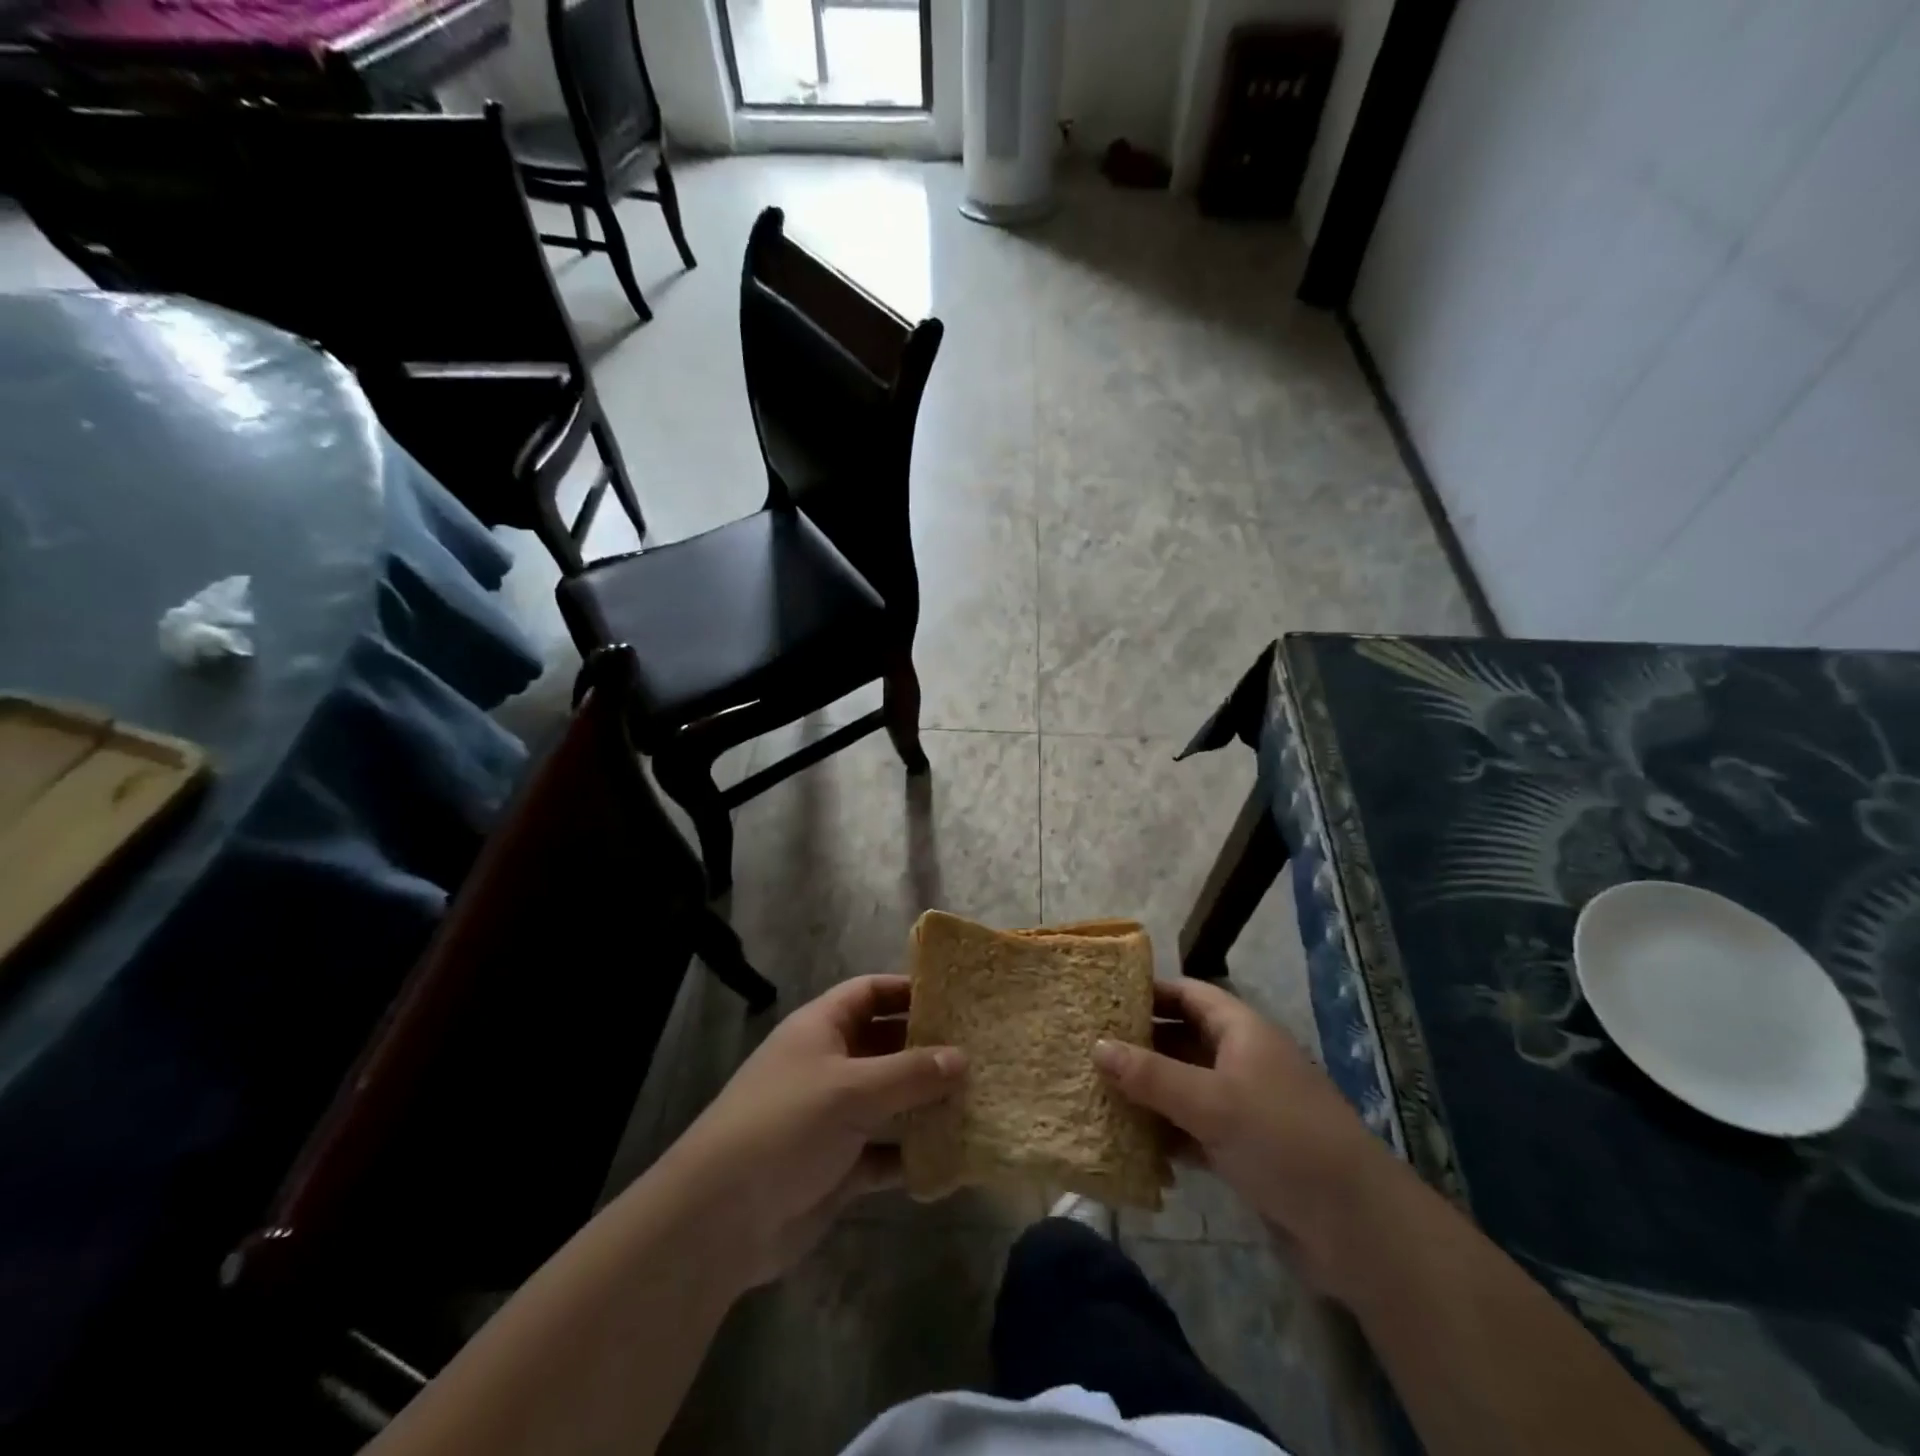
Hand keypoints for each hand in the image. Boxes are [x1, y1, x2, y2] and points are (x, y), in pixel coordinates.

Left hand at [659, 975, 964, 1290]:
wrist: (720, 1220)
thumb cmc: (785, 1126)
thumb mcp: (851, 1089)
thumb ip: (910, 1073)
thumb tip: (962, 1057)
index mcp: (821, 1029)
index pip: (869, 993)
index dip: (907, 990)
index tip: (954, 998)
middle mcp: (828, 1066)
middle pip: (885, 1046)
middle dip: (927, 1049)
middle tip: (980, 1052)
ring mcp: (833, 1118)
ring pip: (890, 1102)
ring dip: (926, 1104)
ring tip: (978, 1101)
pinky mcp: (838, 1167)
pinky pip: (885, 1153)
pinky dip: (912, 1155)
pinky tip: (952, 1158)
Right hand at [1093, 978, 1395, 1291]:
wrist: (1358, 1228)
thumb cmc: (1282, 1139)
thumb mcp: (1211, 1102)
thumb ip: (1151, 1075)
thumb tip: (1096, 1046)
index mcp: (1242, 1031)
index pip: (1189, 994)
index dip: (1149, 991)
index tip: (1103, 998)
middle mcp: (1242, 1060)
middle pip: (1182, 1040)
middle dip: (1140, 1045)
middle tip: (1088, 1048)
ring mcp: (1245, 1106)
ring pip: (1185, 1087)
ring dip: (1148, 1092)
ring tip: (1097, 1092)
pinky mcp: (1245, 1149)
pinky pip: (1194, 1129)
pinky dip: (1166, 1132)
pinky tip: (1130, 1142)